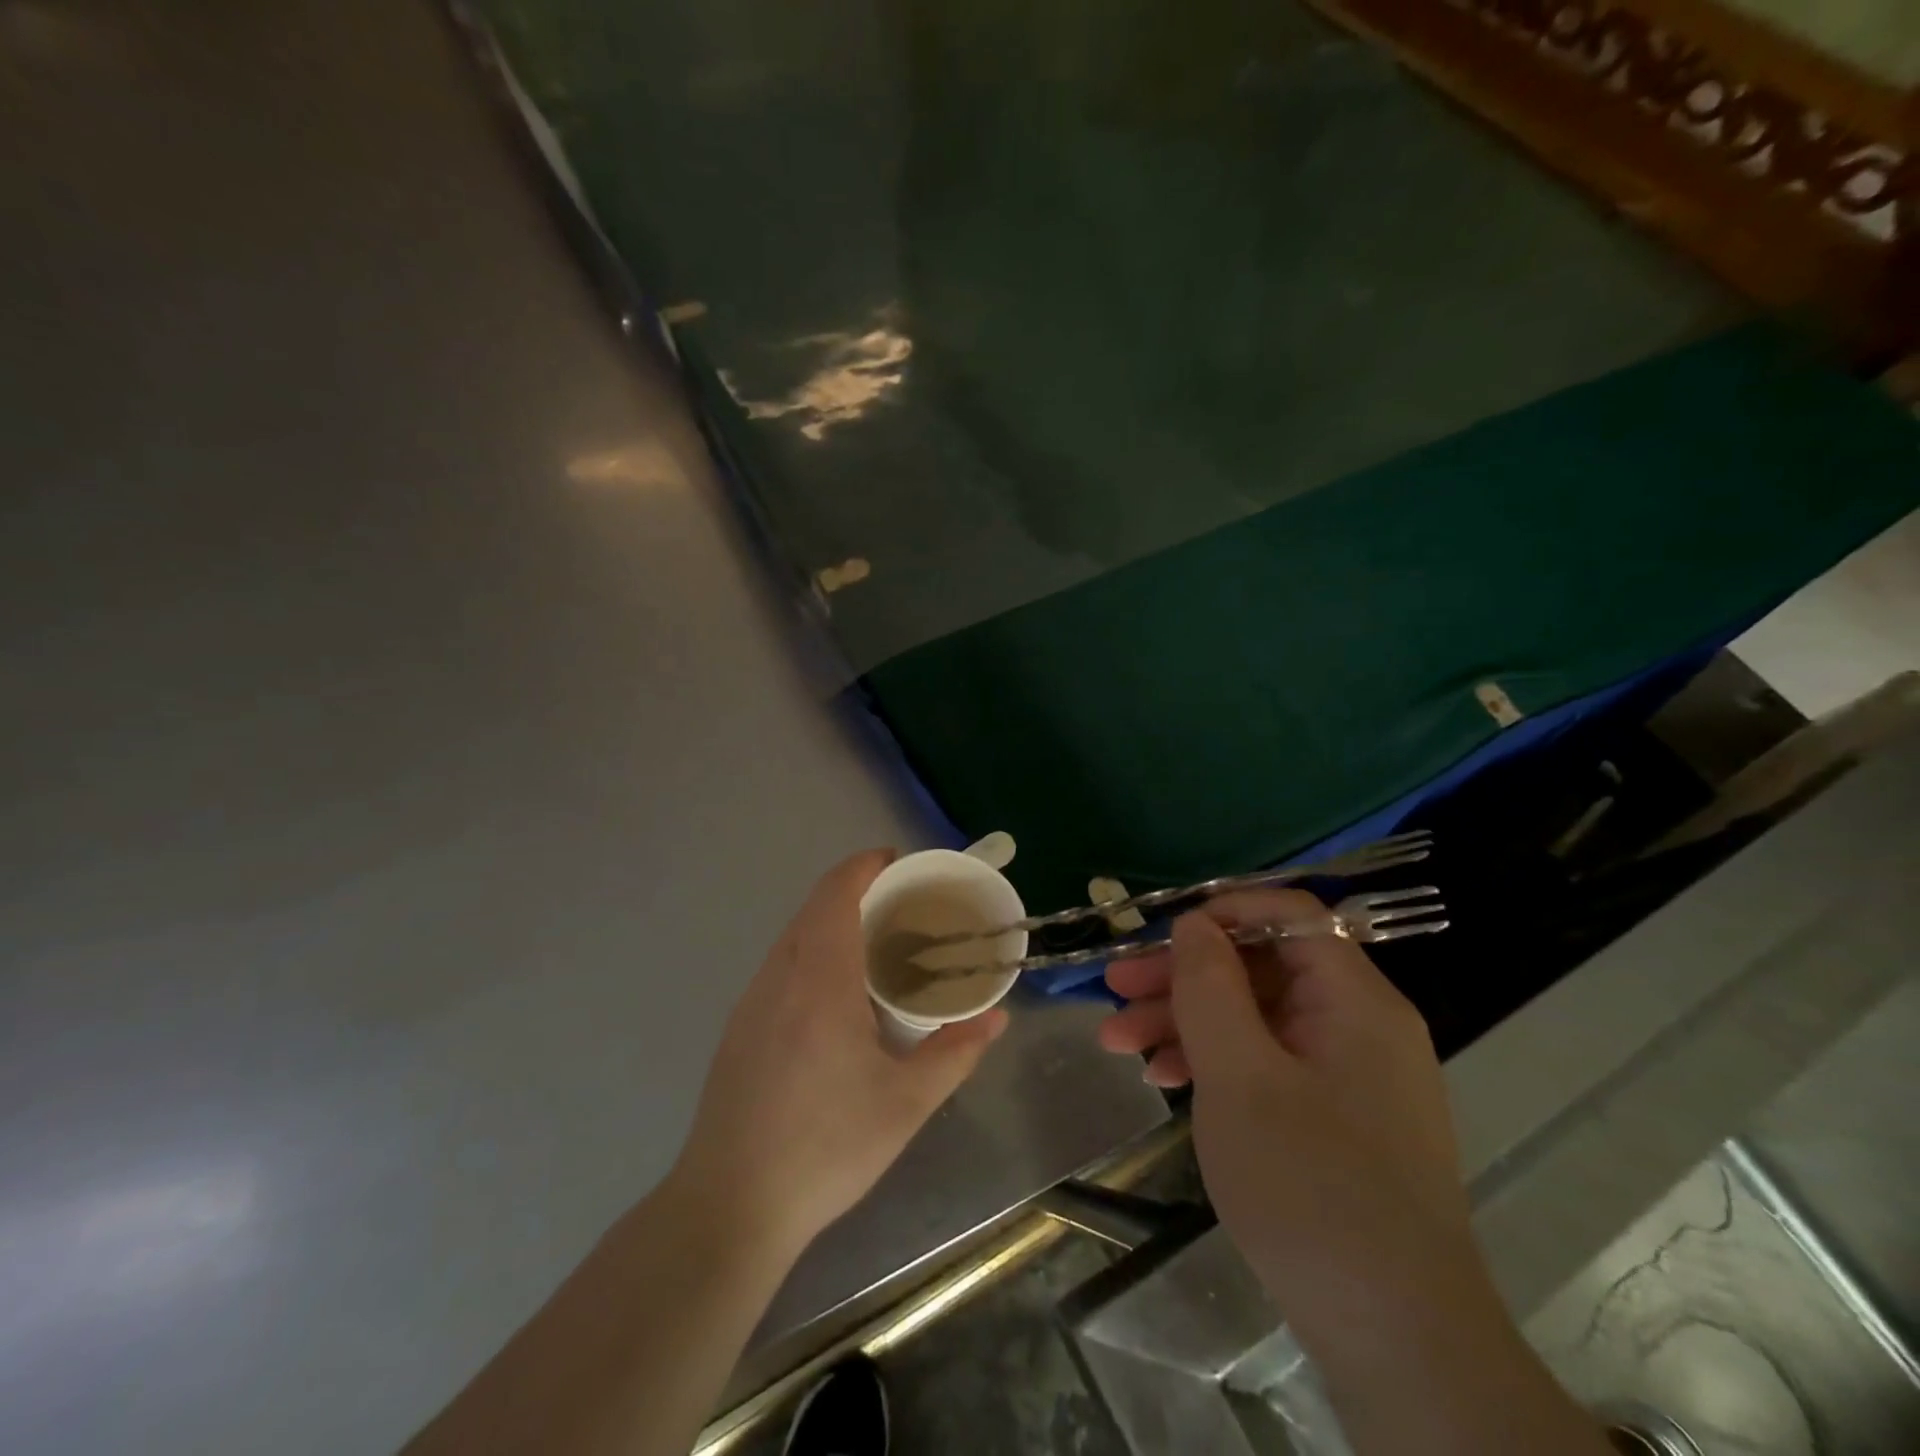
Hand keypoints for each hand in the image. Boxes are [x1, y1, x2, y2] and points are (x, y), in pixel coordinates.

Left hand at [668, 850, 1008, 1259]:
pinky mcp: (739, 1027)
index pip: (836, 893)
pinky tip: (837, 995)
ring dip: (832, 922)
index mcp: (819, 980)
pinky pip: (781, 965)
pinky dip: (812, 951)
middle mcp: (779, 976)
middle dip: (857, 891)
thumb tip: (997, 1017)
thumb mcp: (905, 1104)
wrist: (730, 1206)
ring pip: (794, 935)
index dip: (865, 865)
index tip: (900, 863)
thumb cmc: (825, 1148)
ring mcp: (752, 1001)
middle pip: (814, 907)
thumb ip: (956, 1053)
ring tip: (877, 946)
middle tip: (903, 908)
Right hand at [1098, 890, 1481, 1344]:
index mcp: (1354, 1000)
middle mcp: (1358, 1024)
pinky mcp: (1334, 1117)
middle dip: (1183, 975)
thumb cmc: (1310, 1188)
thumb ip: (1210, 986)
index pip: (1293, 915)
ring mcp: (1347, 1073)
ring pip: (1256, 1017)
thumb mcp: (1239, 1075)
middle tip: (1115, 989)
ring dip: (1186, 1021)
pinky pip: (1267, 1063)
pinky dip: (1215, 1062)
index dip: (1224, 911)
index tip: (1162, 935)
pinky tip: (1163, 1077)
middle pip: (1262, 968)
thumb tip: (1194, 923)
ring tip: (1118, 1041)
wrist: (1396, 1341)